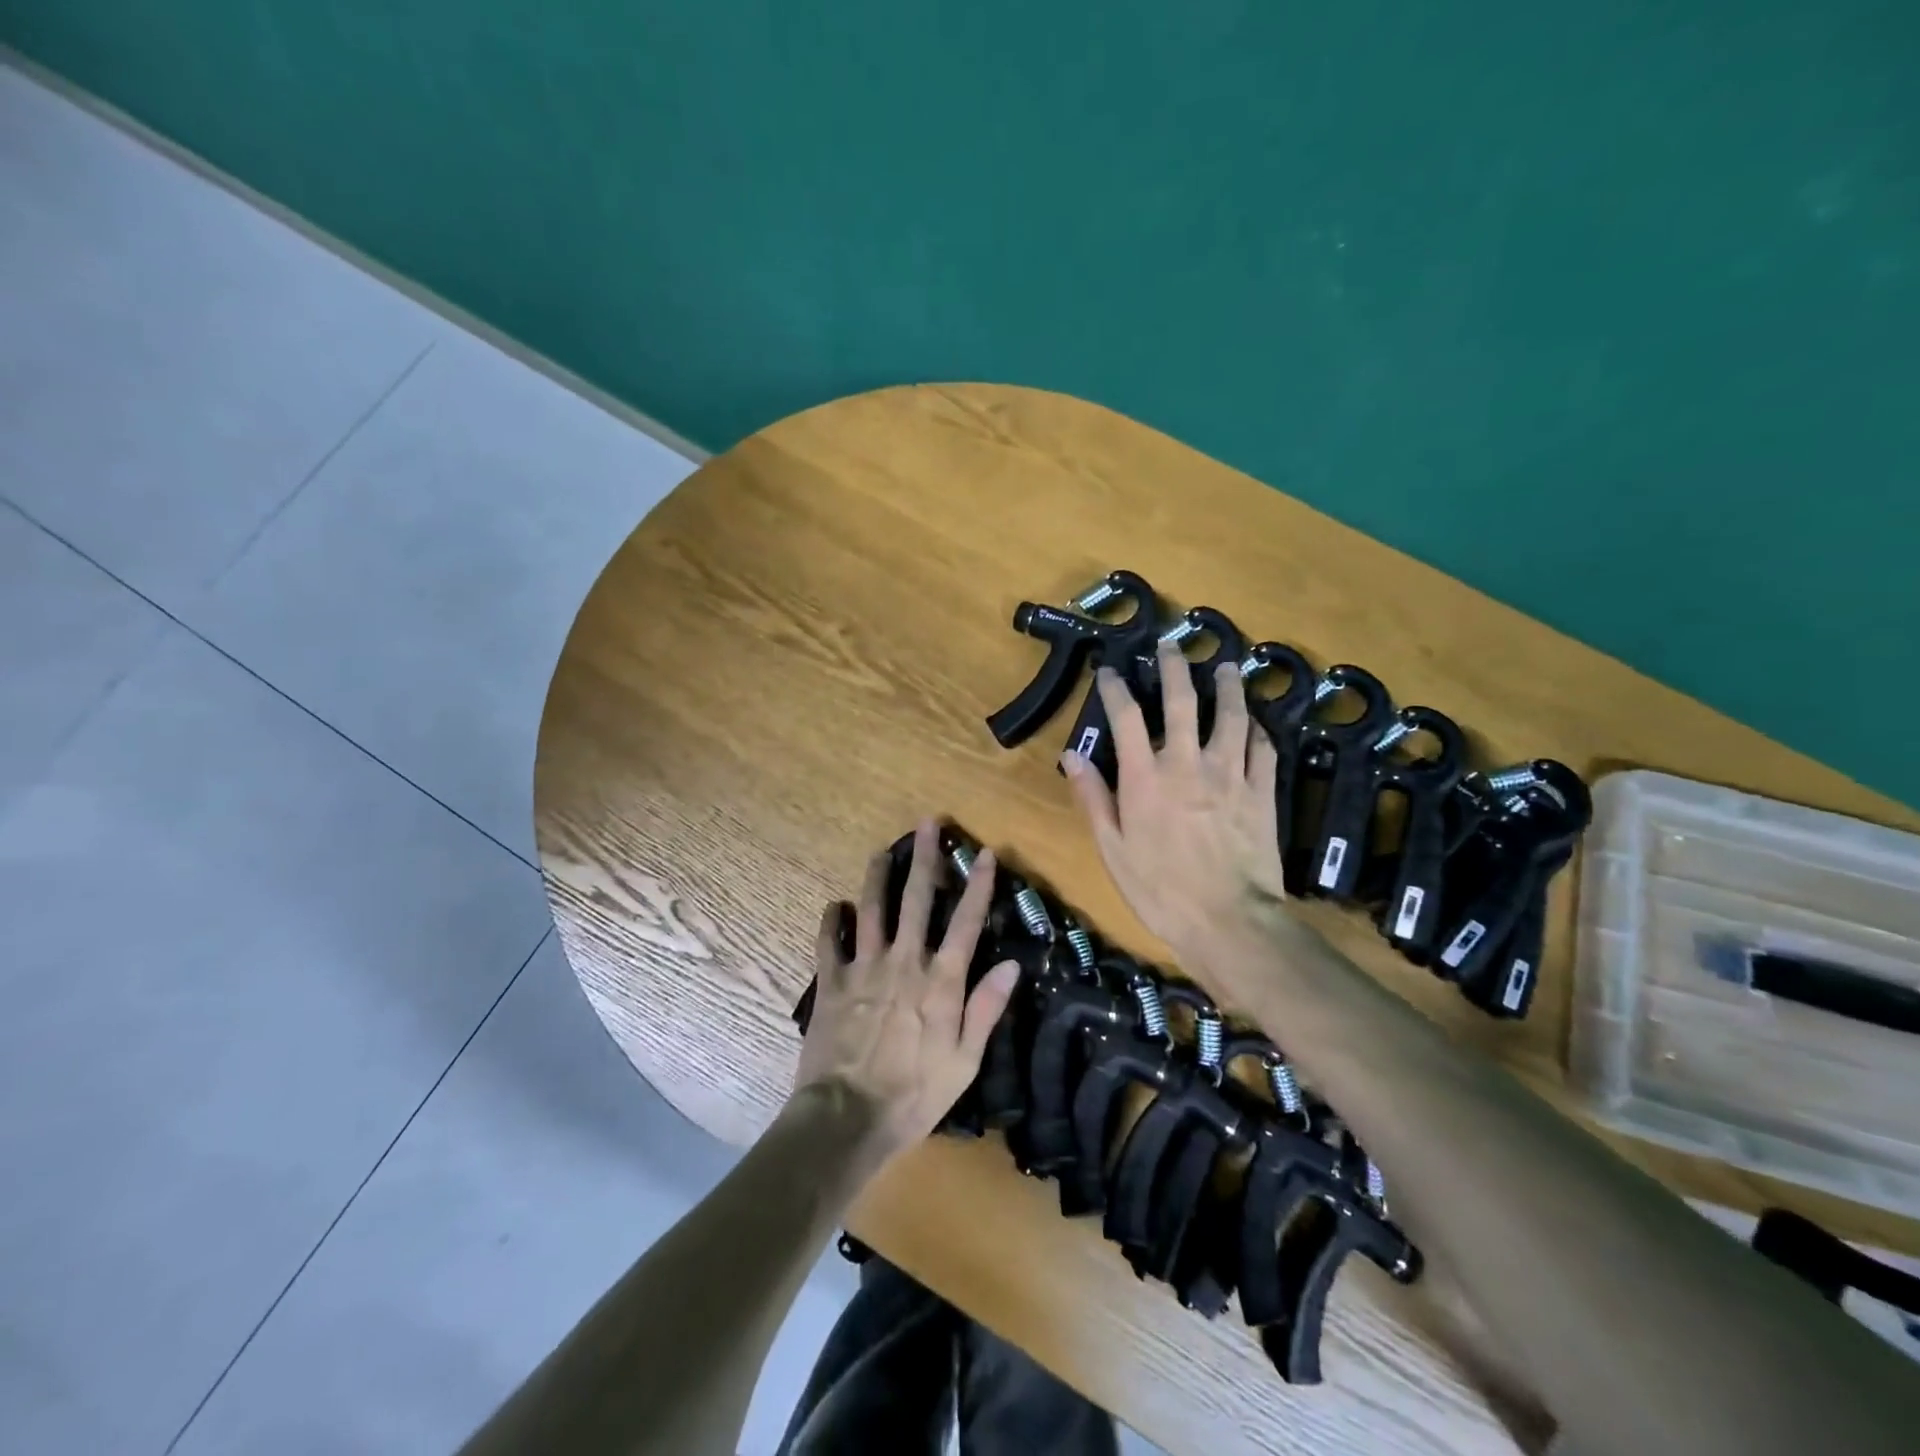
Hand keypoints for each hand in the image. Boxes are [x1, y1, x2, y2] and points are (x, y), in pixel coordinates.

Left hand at [793, 820, 1019, 1164]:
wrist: (847, 1118)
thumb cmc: (915, 1094)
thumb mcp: (965, 1061)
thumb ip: (986, 1008)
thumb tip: (1011, 964)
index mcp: (940, 980)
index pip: (966, 921)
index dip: (979, 885)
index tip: (986, 853)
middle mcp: (903, 961)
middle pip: (916, 899)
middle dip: (924, 858)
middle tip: (926, 823)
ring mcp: (864, 967)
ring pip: (871, 908)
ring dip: (878, 877)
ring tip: (881, 852)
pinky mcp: (831, 981)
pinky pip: (829, 941)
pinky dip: (831, 920)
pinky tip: (835, 905)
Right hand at [1061, 638, 1289, 974]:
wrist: (1229, 921)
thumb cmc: (1160, 890)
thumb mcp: (1113, 849)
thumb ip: (1093, 798)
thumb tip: (1072, 755)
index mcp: (1146, 777)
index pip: (1126, 717)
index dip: (1115, 689)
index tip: (1108, 670)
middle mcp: (1188, 763)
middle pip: (1183, 701)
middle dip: (1175, 667)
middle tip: (1171, 645)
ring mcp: (1230, 774)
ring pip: (1232, 716)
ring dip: (1227, 687)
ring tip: (1225, 667)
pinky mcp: (1262, 792)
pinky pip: (1263, 750)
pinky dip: (1258, 731)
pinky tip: (1256, 724)